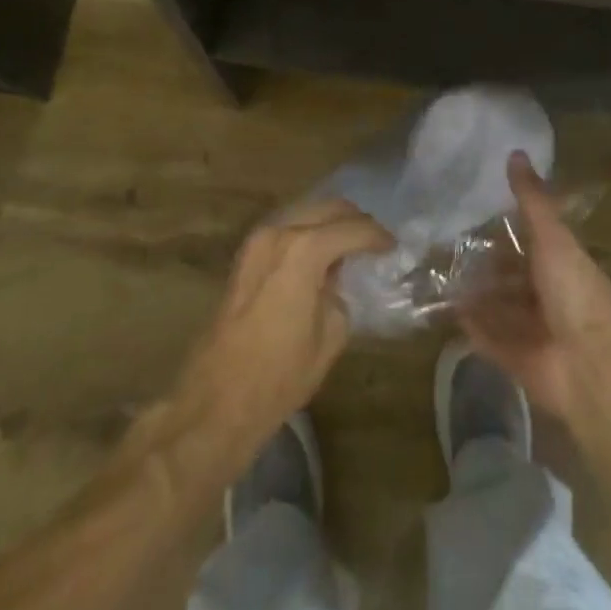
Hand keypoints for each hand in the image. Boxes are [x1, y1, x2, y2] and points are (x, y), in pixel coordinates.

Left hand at [176, 198, 391, 447]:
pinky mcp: (245, 254)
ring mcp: (258, 239)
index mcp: (305, 249)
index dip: (378, 237)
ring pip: (305, 212)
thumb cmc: (279, 374)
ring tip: (349, 245)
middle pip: (328, 208)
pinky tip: (320, 254)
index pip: (353, 229)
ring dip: (329, 223)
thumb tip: (339, 281)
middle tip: (374, 241)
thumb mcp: (330, 336)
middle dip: (354, 220)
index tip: (393, 246)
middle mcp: (280, 232)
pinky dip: (307, 232)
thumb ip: (341, 294)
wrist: (217, 400)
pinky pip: (286, 227)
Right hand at [459, 152, 610, 423]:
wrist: (588, 365)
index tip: (475, 216)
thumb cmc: (574, 292)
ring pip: (499, 307)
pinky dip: (472, 327)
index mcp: (562, 265)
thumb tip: (516, 152)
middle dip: (487, 266)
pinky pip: (490, 339)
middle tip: (449, 249)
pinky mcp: (517, 358)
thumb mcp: (552, 236)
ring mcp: (533, 329)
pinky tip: (449, 312)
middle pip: (512, 277)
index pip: (532, 243)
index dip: (507, 231)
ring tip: (442, 277)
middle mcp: (548, 296)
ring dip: (477, 295)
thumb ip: (532, 199)